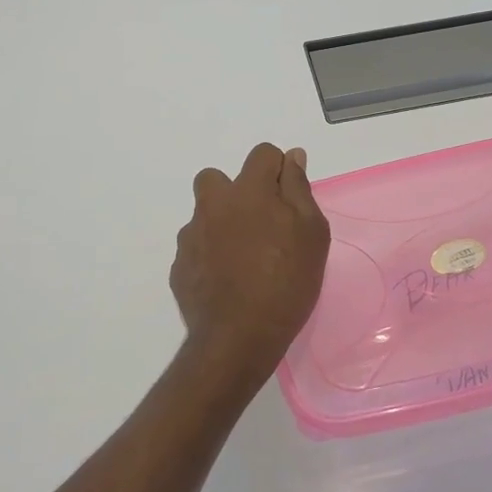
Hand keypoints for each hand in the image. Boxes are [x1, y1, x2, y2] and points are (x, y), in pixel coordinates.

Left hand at [171, 143, 330, 400]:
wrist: (238, 338)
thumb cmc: (287, 282)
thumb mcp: (311, 233)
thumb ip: (299, 189)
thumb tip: (292, 156)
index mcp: (249, 191)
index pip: (262, 154)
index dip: (278, 170)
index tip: (288, 199)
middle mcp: (213, 204)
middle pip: (217, 178)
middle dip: (236, 192)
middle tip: (259, 225)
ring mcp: (191, 235)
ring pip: (205, 214)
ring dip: (221, 225)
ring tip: (243, 259)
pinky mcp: (179, 265)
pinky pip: (196, 247)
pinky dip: (209, 256)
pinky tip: (227, 281)